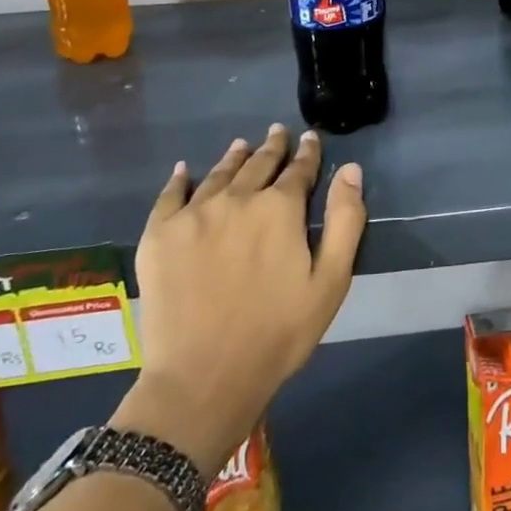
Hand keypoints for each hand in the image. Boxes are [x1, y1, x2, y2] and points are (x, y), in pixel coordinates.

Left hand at [112, 125, 366, 476]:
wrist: (203, 378)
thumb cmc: (278, 333)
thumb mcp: (331, 281)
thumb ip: (345, 220)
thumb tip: (351, 169)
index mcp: (280, 209)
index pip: (298, 170)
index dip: (307, 153)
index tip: (310, 138)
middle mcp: (237, 199)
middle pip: (258, 164)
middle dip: (272, 147)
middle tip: (277, 132)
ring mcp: (193, 215)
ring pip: (219, 174)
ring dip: (234, 157)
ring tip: (242, 145)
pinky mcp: (159, 235)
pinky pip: (170, 195)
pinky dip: (181, 179)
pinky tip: (186, 170)